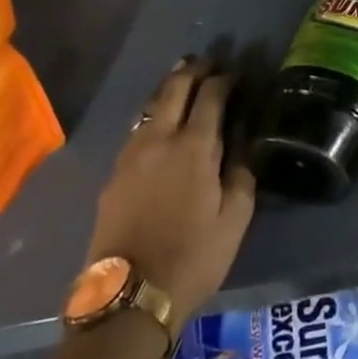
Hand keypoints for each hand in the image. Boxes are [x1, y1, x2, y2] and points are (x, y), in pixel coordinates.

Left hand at [86, 58, 256, 321]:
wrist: (128, 297)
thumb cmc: (192, 258)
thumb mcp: (234, 219)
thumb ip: (241, 172)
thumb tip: (243, 140)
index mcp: (194, 147)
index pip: (211, 95)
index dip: (226, 79)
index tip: (238, 73)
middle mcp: (159, 139)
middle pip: (175, 88)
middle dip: (194, 69)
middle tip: (210, 61)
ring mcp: (131, 153)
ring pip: (151, 104)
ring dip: (170, 86)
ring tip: (184, 77)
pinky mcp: (114, 172)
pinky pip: (138, 127)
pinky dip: (154, 111)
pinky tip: (160, 119)